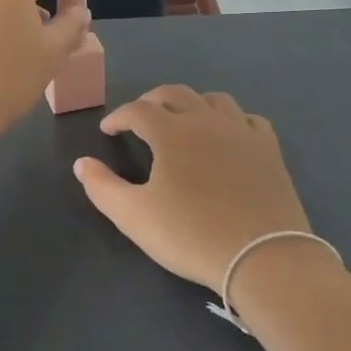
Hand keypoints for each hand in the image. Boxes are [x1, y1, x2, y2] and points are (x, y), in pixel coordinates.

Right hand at [73, 86, 309, 291]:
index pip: (137, 110)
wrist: (262, 256)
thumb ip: (102, 187)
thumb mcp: (134, 216)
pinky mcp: (269, 149)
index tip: (108, 130)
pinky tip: (228, 135)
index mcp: (171, 132)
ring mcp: (242, 132)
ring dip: (192, 103)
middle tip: (140, 117)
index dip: (118, 116)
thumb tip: (82, 163)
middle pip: (175, 93)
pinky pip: (248, 119)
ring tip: (183, 120)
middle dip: (152, 100)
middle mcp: (206, 121)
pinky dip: (231, 120)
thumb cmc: (191, 235)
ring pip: (214, 99)